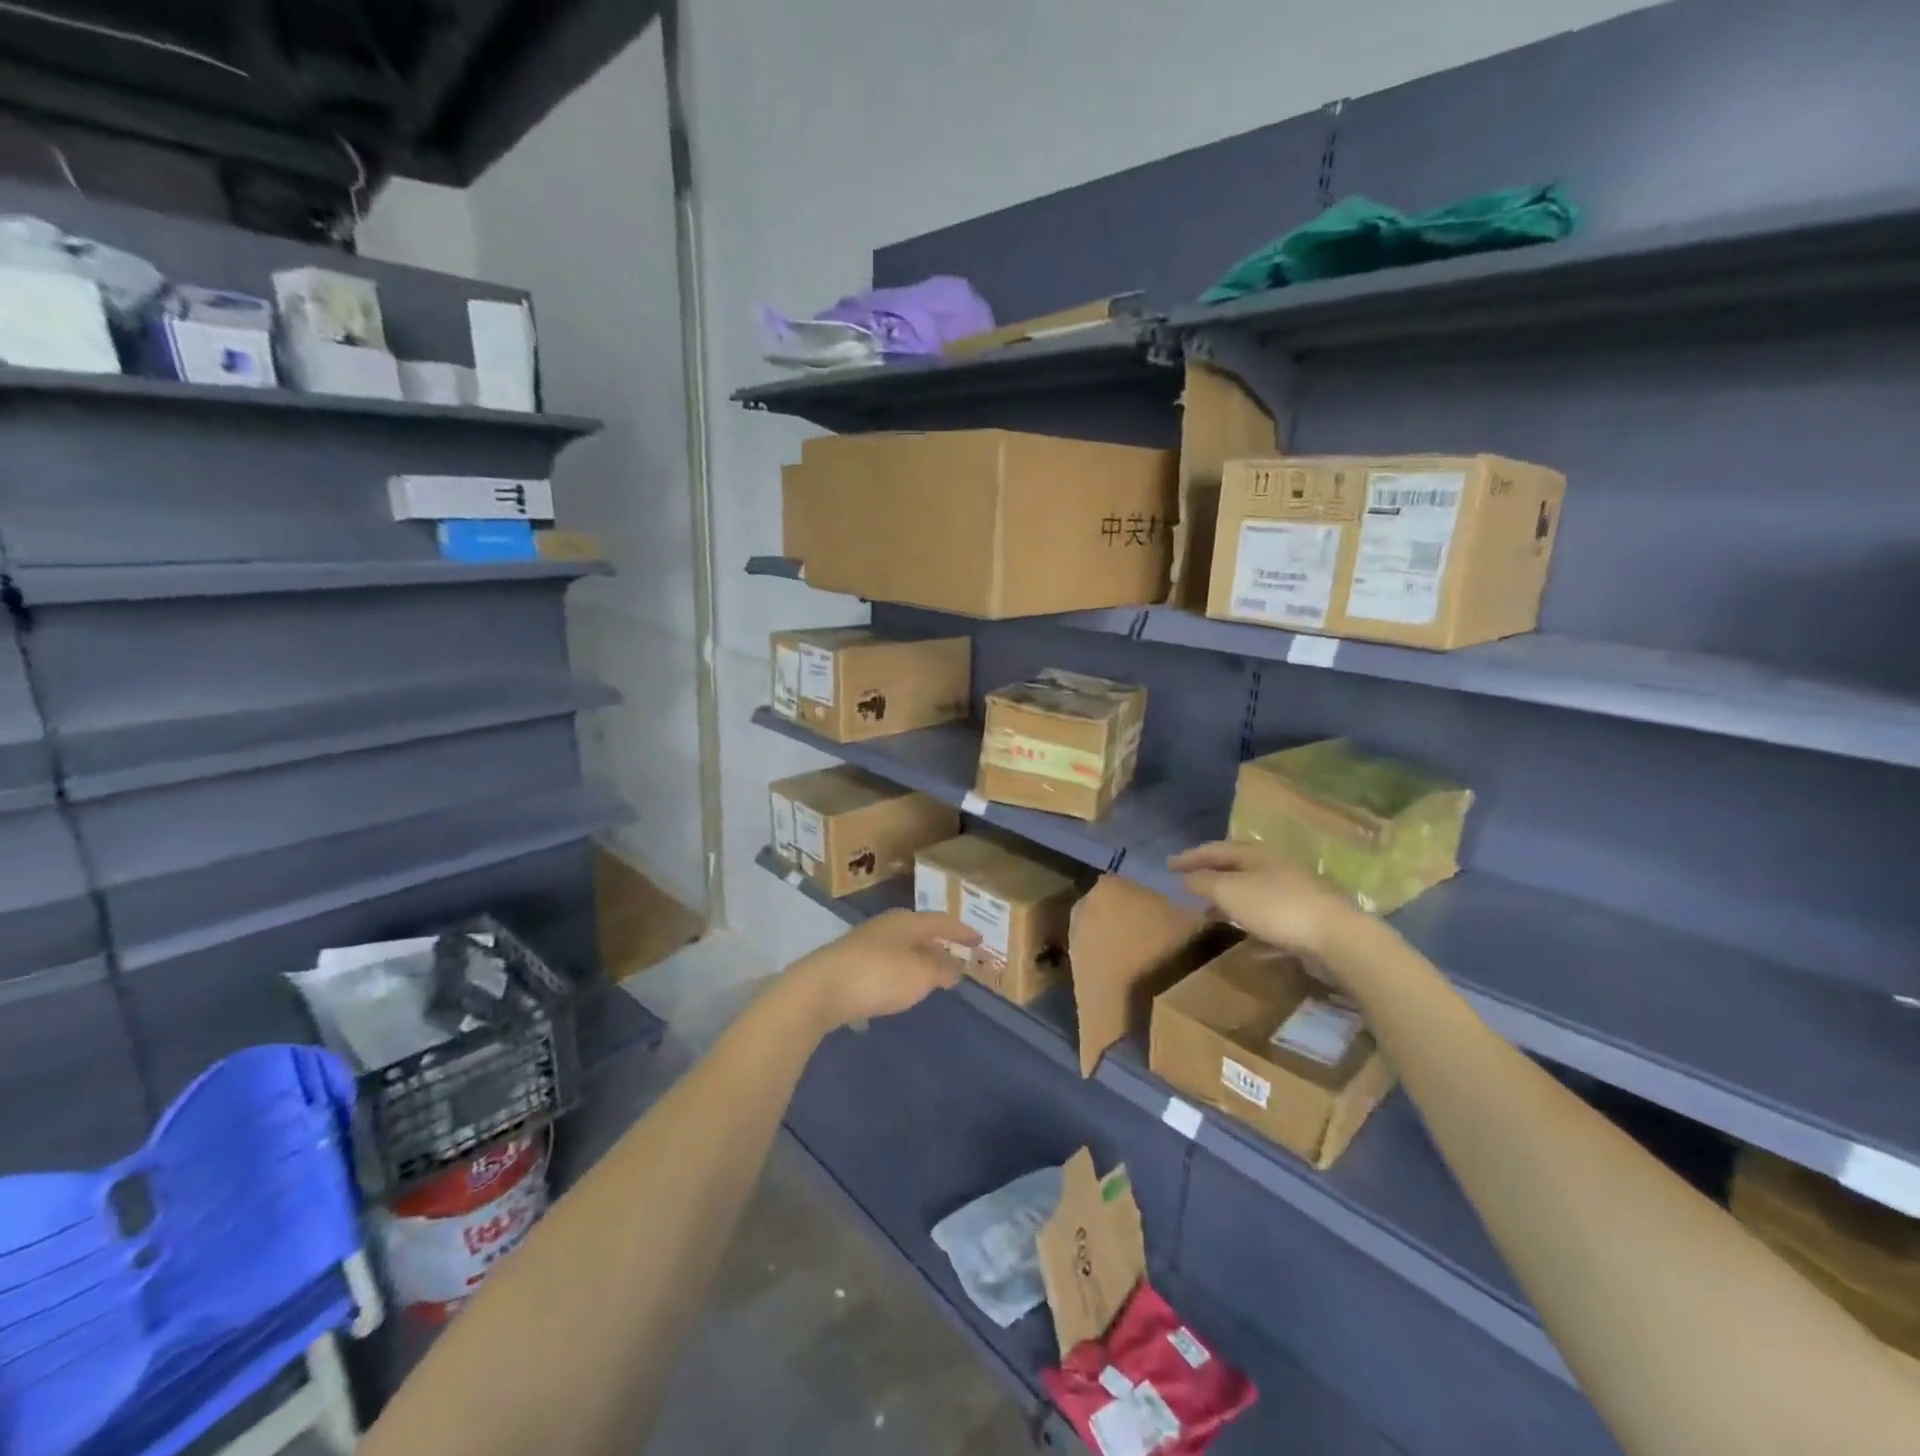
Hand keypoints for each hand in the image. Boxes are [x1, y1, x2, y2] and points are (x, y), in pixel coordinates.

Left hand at [785, 909, 981, 1032]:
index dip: (961, 932)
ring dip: (919, 959)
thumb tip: (954, 967)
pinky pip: (886, 962)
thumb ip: (941, 970)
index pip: (942, 922)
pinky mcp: (849, 962)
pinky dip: (901, 970)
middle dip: (939, 945)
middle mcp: (887, 926)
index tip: (979, 939)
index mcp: (907, 921)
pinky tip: (900, 985)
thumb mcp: (920, 975)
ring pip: (902, 947)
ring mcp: (865, 942)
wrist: (820, 988)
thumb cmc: (879, 975)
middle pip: (920, 932)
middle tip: (957, 957)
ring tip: (932, 975)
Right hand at [1167, 840, 1359, 957]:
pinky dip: (1251, 924)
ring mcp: (1293, 893)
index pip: (1215, 849)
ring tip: (1209, 915)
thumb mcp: (1230, 891)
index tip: (1168, 865)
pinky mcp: (1305, 919)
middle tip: (1188, 886)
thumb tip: (1186, 878)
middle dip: (1210, 877)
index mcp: (1256, 854)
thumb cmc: (1276, 907)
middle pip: (1235, 868)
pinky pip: (1269, 918)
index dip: (1189, 857)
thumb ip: (1204, 882)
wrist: (1337, 936)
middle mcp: (1275, 868)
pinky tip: (1246, 941)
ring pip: (1252, 893)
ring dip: (1228, 902)